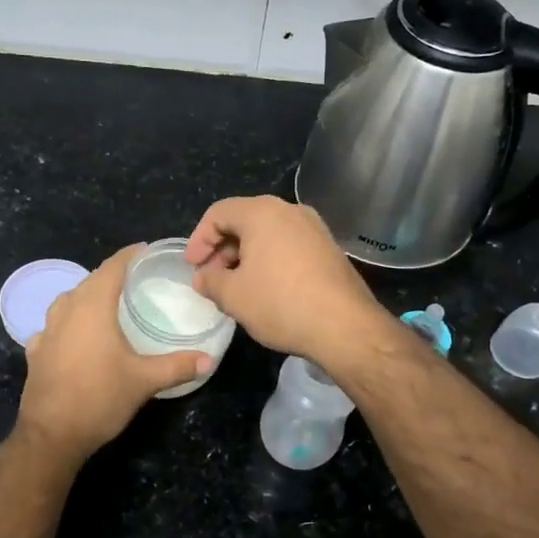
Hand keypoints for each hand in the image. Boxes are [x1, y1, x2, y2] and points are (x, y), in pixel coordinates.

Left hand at [17, 244, 211, 459]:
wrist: (51, 435)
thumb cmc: (100, 398)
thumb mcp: (144, 381)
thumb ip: (177, 365)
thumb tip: (209, 359)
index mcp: (93, 305)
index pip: (113, 267)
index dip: (130, 255)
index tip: (147, 250)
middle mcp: (66, 309)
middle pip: (91, 281)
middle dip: (112, 275)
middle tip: (137, 279)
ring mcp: (47, 330)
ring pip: (70, 301)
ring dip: (89, 296)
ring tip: (109, 304)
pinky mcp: (36, 351)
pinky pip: (55, 325)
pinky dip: (70, 322)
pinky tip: (78, 335)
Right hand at [185, 196, 391, 365]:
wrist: (345, 327)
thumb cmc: (281, 304)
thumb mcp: (233, 296)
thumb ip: (211, 281)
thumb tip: (204, 277)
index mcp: (262, 212)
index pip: (218, 213)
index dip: (199, 239)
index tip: (192, 267)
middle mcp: (290, 210)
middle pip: (244, 219)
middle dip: (222, 248)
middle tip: (211, 277)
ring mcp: (314, 228)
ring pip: (267, 233)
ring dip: (245, 255)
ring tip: (235, 286)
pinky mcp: (328, 248)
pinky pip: (288, 244)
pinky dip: (269, 259)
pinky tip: (265, 288)